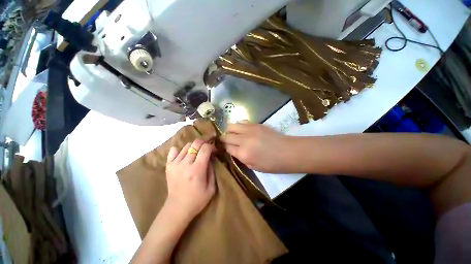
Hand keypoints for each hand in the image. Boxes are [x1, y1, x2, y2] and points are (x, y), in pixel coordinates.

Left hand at [165, 139, 215, 219]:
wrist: (177, 208)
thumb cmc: (197, 199)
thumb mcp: (211, 187)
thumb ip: (212, 169)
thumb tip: (210, 157)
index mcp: (197, 169)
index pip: (205, 148)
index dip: (212, 146)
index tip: (214, 150)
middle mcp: (185, 163)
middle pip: (196, 143)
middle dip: (204, 141)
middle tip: (208, 146)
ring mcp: (175, 164)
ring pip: (186, 145)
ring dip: (194, 146)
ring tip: (198, 151)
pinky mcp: (168, 166)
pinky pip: (173, 151)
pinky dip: (180, 149)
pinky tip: (185, 154)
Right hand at [220, 122, 292, 172]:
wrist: (287, 151)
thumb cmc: (272, 163)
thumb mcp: (253, 167)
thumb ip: (241, 158)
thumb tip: (233, 150)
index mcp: (243, 154)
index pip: (227, 148)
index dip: (225, 148)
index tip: (227, 148)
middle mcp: (243, 140)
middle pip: (226, 136)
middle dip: (224, 139)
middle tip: (227, 141)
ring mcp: (249, 130)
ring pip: (231, 126)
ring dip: (230, 130)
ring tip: (233, 134)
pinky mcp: (255, 124)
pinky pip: (241, 121)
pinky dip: (239, 125)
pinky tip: (242, 129)